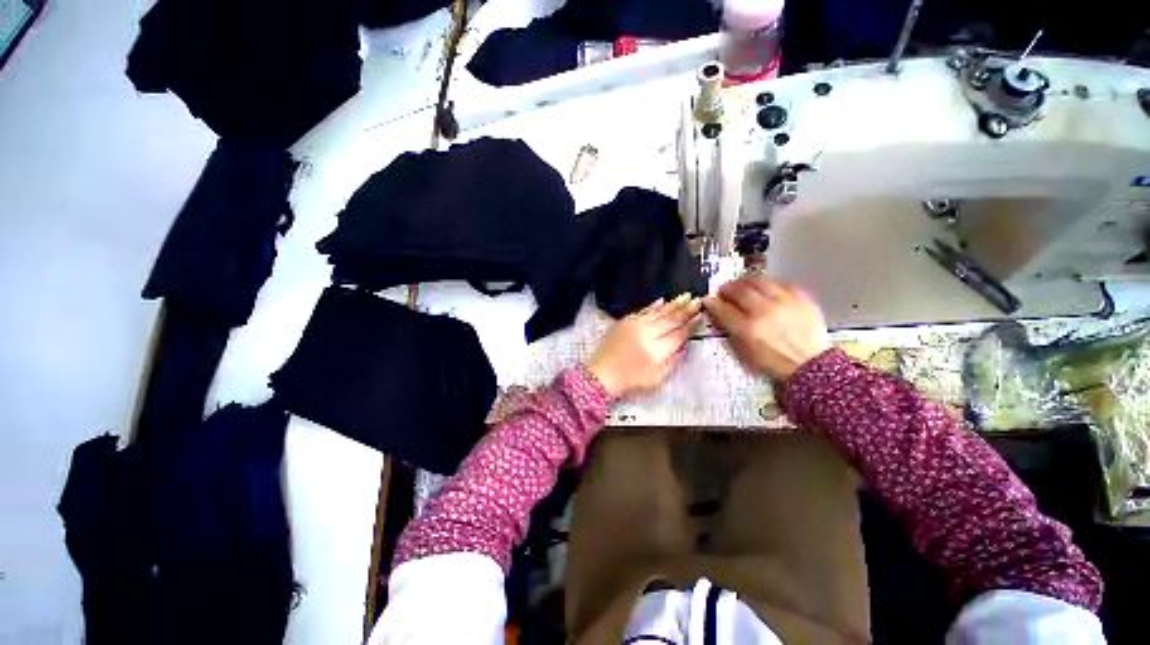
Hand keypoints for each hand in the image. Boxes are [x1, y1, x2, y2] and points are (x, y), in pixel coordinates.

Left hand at [586, 295, 701, 397]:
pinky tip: (662, 300)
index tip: (701, 315)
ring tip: (686, 296)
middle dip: (685, 310)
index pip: (678, 334)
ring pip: (658, 312)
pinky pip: (642, 310)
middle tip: (697, 300)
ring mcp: (634, 325)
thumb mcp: (657, 379)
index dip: (691, 324)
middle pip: (670, 320)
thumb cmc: (631, 381)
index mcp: (656, 351)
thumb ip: (672, 361)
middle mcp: (646, 334)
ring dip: (673, 304)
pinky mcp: (625, 322)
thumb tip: (683, 345)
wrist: (601, 374)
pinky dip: (653, 305)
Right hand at [703, 277, 830, 381]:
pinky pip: (782, 283)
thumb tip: (719, 313)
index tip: (709, 300)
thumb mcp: (744, 352)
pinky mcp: (802, 299)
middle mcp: (765, 311)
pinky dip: (770, 284)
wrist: (810, 365)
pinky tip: (766, 288)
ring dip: (747, 282)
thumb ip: (730, 330)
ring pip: (760, 282)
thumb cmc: (773, 361)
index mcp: (747, 329)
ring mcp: (785, 303)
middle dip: (728, 288)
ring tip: (742, 286)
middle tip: (724, 290)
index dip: (713, 302)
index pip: (723, 309)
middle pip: (740, 291)